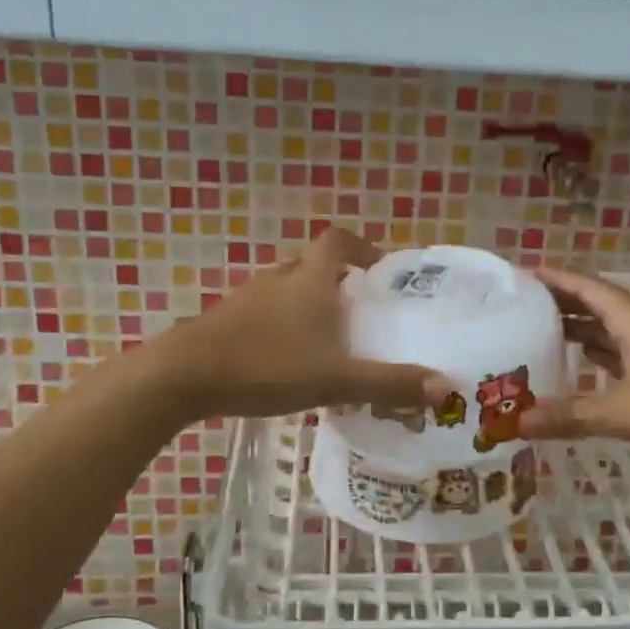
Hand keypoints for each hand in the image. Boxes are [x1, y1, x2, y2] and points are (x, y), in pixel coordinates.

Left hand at [152, 229, 449, 421]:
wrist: (182, 376)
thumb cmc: (266, 365)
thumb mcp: (335, 379)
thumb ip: (389, 384)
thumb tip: (447, 387)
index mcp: (310, 280)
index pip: (338, 240)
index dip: (361, 247)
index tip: (379, 268)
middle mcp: (279, 279)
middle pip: (312, 263)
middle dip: (338, 280)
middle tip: (360, 309)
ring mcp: (247, 299)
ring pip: (286, 289)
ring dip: (308, 303)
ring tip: (328, 337)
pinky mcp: (224, 322)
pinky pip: (263, 313)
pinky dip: (282, 325)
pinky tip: (286, 360)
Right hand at [518, 266, 629, 461]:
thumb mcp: (627, 413)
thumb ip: (572, 417)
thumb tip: (517, 424)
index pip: (587, 288)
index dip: (554, 279)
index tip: (520, 275)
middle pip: (597, 304)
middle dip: (560, 304)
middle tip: (520, 309)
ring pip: (612, 329)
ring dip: (580, 329)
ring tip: (541, 334)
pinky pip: (625, 350)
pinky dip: (600, 353)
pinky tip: (584, 364)